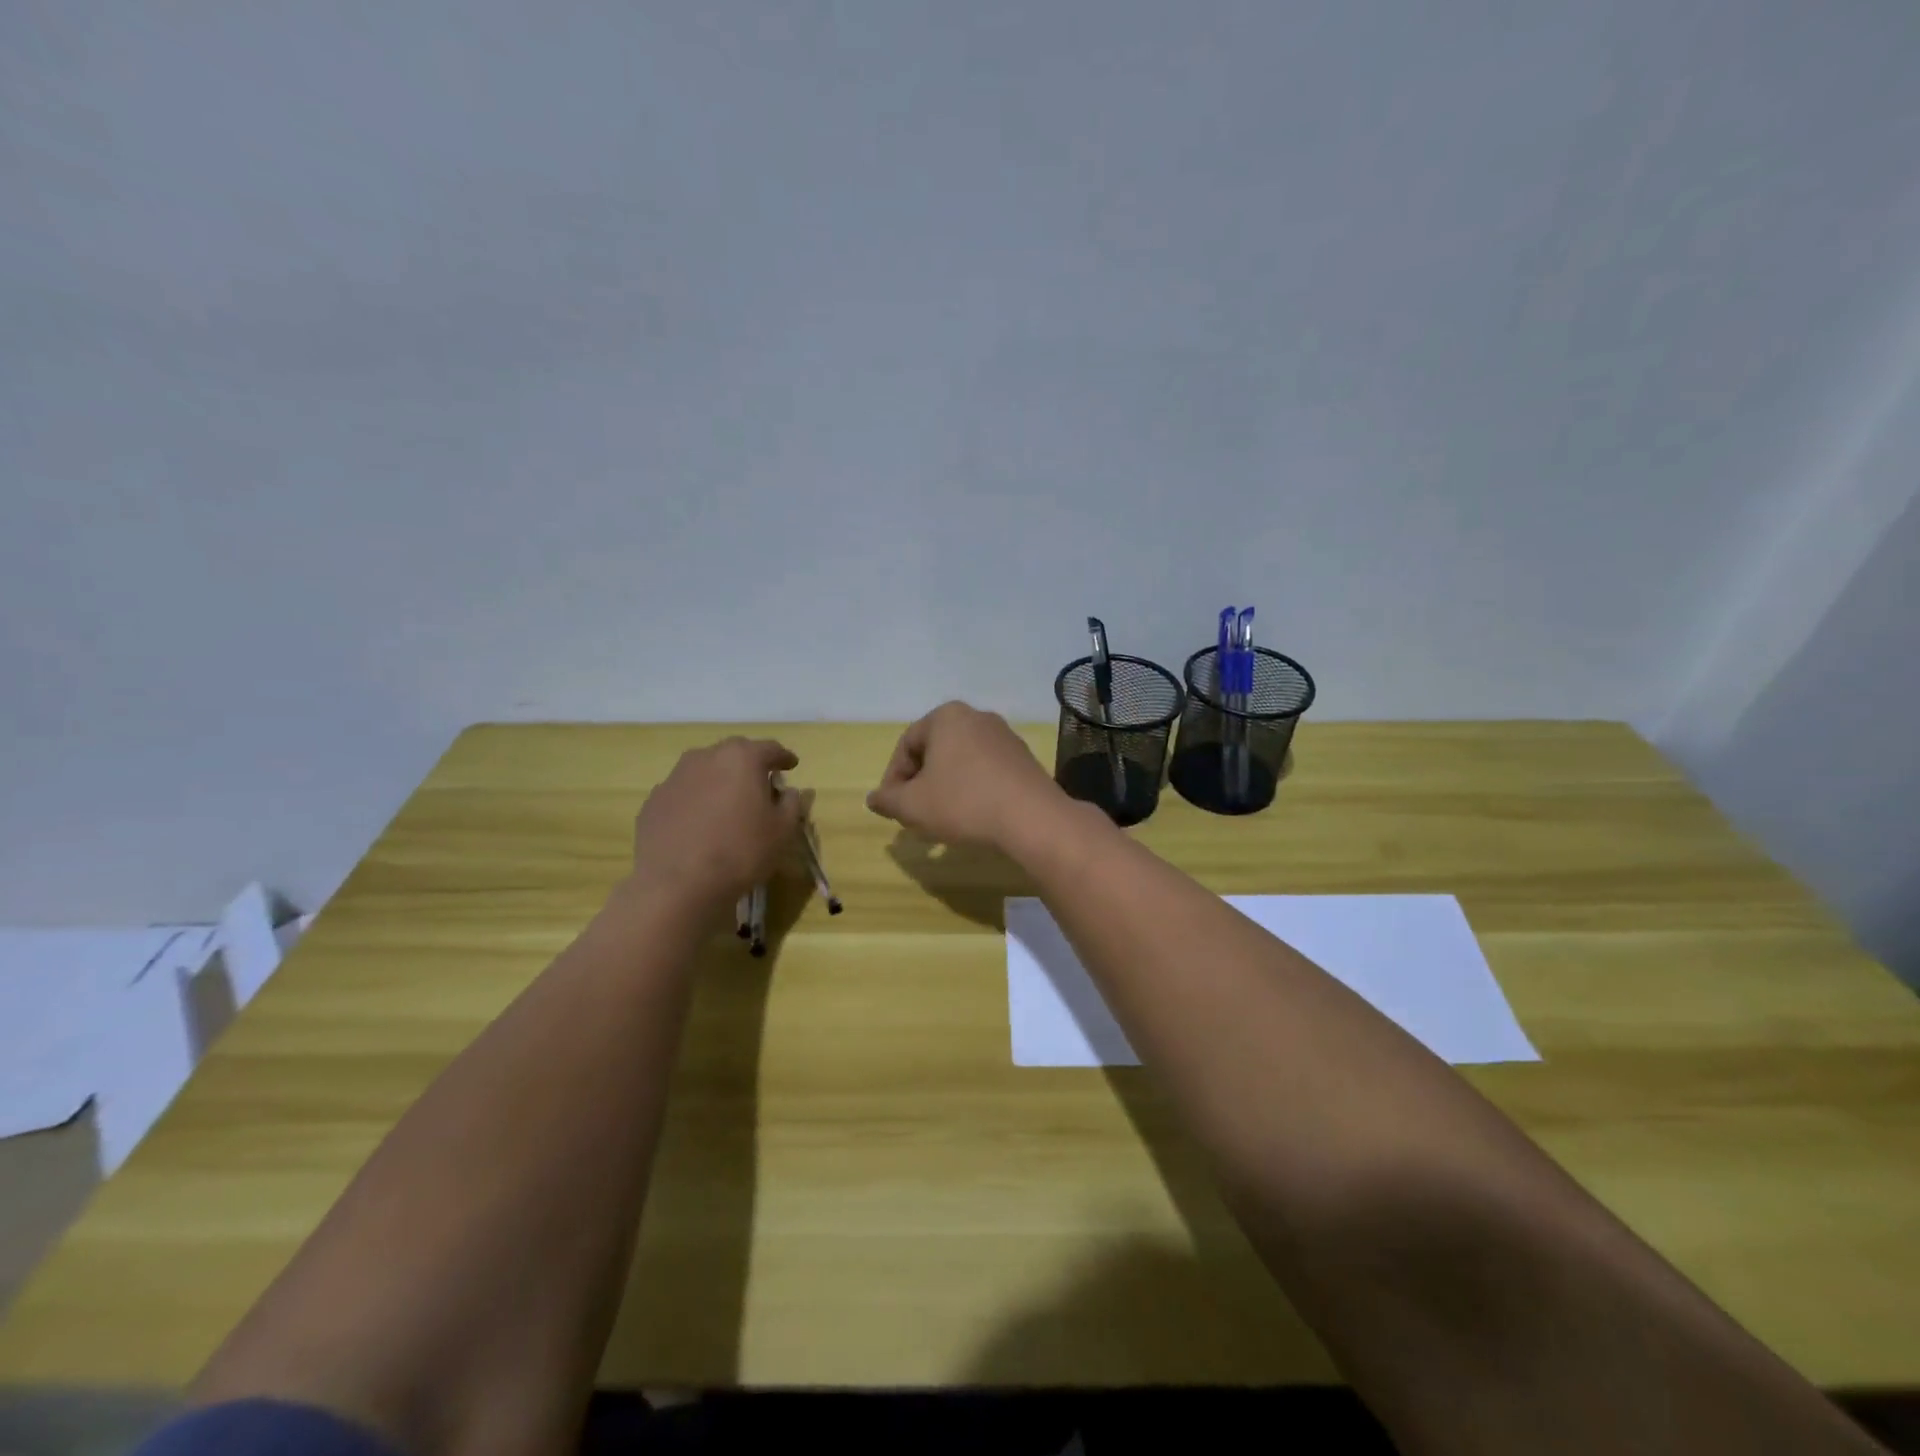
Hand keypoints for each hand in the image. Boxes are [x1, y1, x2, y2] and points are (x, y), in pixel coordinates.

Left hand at [630, 737, 804, 905]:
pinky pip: (684, 793)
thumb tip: (787, 792)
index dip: (784, 757)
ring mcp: (674, 778)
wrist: (677, 885)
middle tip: (760, 785)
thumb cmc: (740, 852)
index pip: (770, 749)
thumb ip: (791, 804)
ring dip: (720, 781)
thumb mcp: (782, 831)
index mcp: (741, 758)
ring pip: (705, 771)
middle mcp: (705, 758)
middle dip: (749, 765)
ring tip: (727, 805)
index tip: (791, 766)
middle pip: (734, 754)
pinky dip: (696, 801)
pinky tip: (699, 824)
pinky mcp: (653, 801)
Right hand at [866, 702, 1064, 849]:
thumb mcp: (913, 805)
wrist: (1032, 818)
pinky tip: (973, 816)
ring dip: (946, 788)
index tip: (892, 808)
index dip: (893, 779)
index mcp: (946, 716)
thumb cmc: (963, 803)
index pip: (906, 746)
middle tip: (915, 813)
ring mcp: (1005, 736)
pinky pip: (986, 771)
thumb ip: (888, 800)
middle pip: (935, 751)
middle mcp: (977, 717)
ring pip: (961, 762)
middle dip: (920, 783)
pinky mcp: (1024, 758)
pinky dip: (972, 790)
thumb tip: (873, 798)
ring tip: (942, 819)